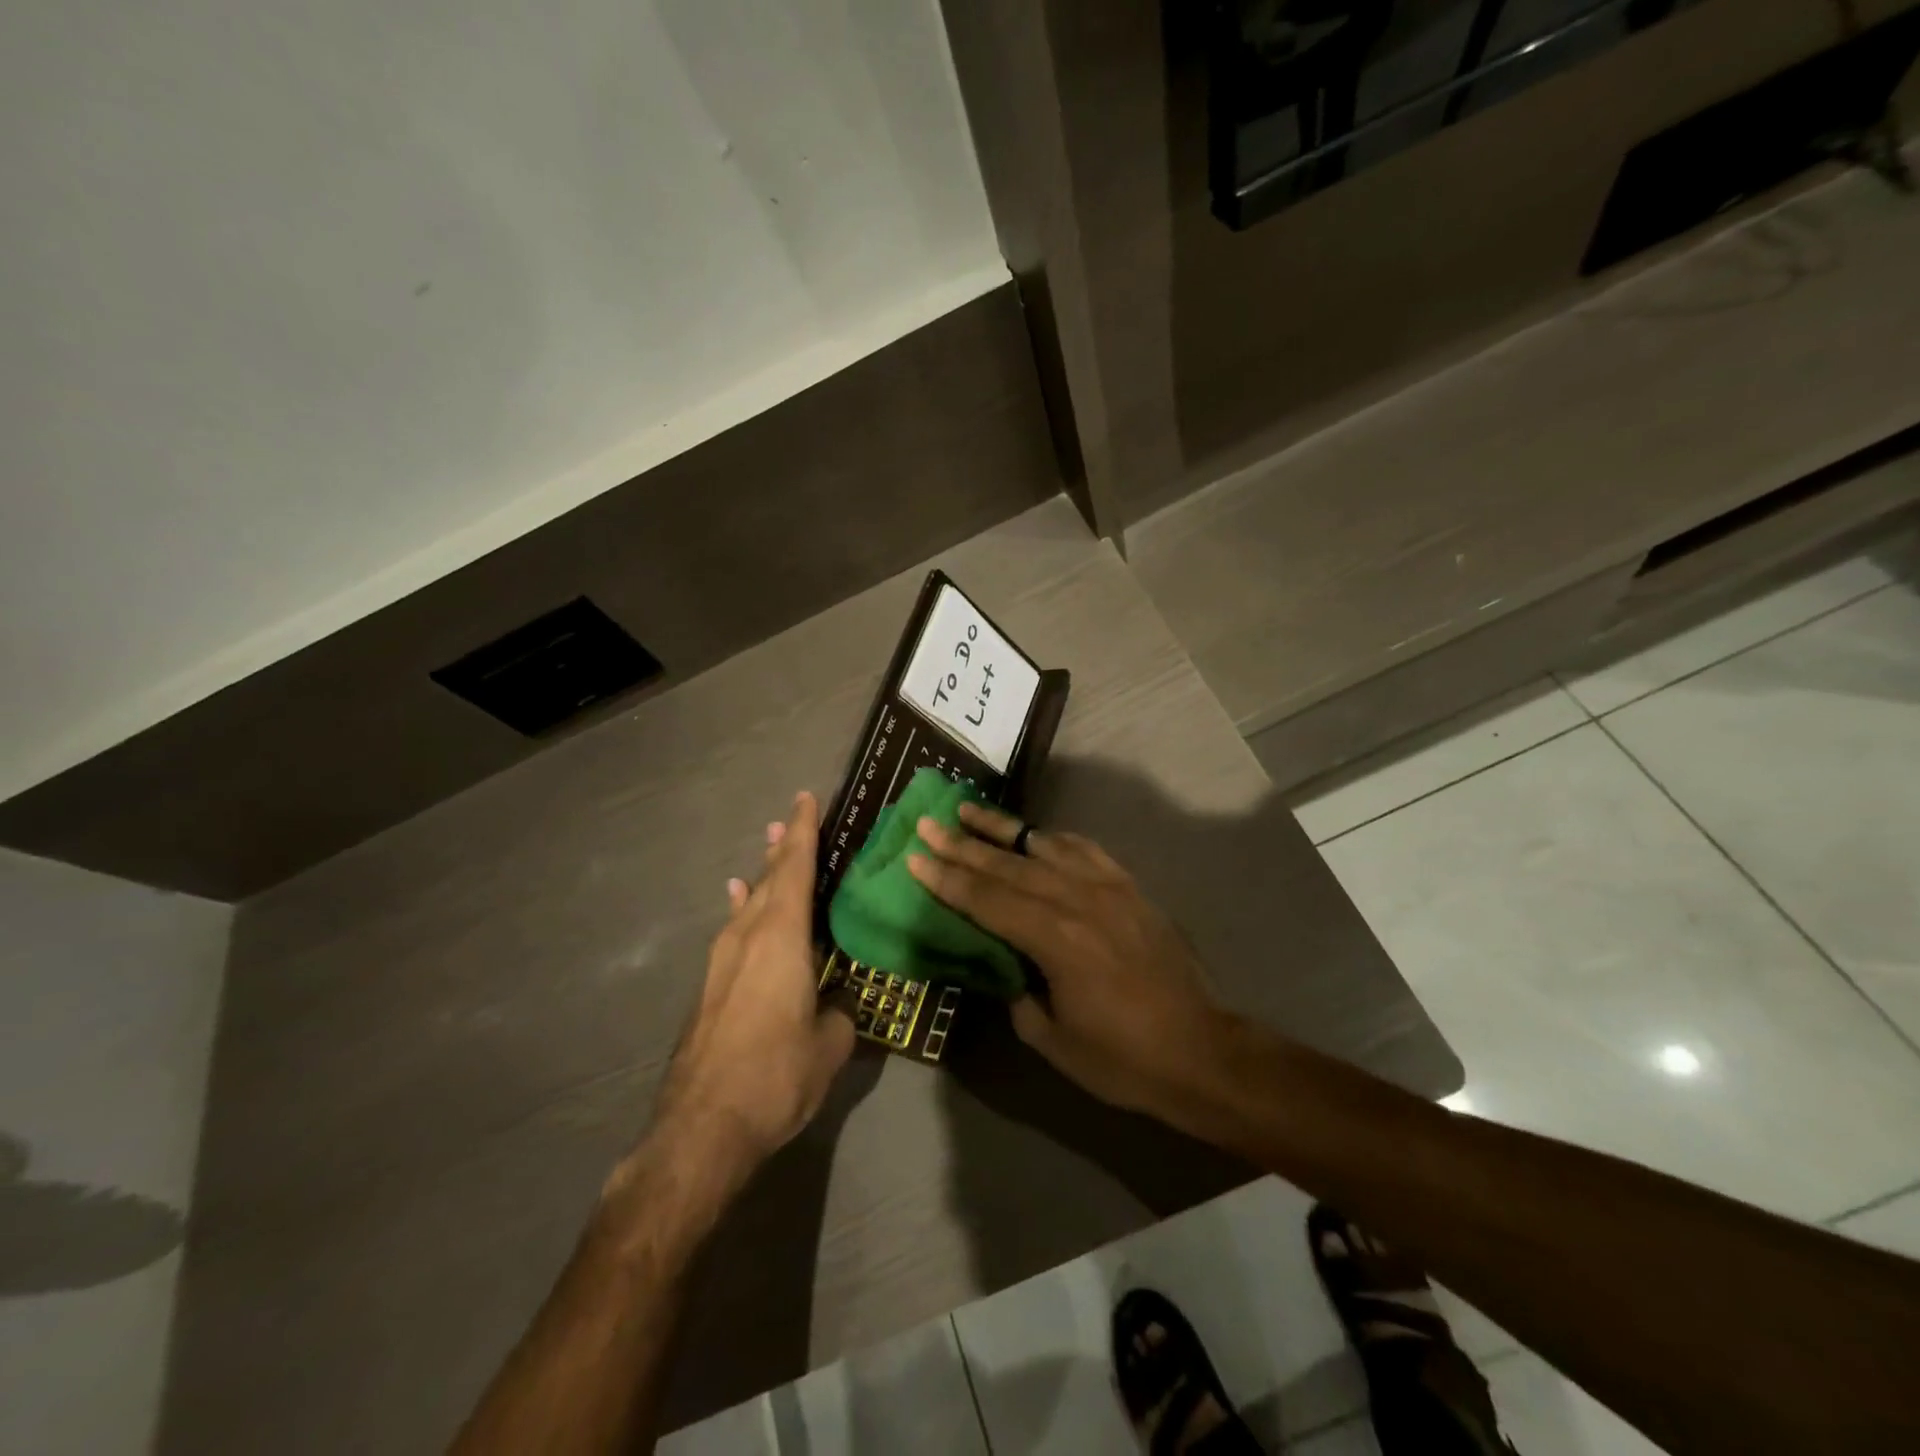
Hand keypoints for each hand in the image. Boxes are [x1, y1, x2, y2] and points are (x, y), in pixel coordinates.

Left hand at [652, 792, 854, 1177]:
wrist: (701, 1128)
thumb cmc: (775, 1075)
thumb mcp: (829, 1046)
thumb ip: (839, 1015)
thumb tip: (838, 1007)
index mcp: (782, 938)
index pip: (795, 869)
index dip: (804, 831)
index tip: (807, 798)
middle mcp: (748, 937)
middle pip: (768, 879)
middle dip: (782, 847)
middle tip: (792, 817)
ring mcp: (723, 961)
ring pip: (748, 903)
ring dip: (763, 875)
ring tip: (771, 848)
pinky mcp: (711, 987)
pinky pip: (733, 930)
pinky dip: (741, 907)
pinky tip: (736, 899)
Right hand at [908, 803, 1228, 1116]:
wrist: (1200, 1050)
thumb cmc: (1121, 1056)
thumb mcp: (1051, 1038)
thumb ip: (1016, 993)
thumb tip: (1001, 963)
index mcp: (1054, 939)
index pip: (987, 899)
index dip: (947, 878)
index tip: (915, 855)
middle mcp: (1077, 901)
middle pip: (1008, 865)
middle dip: (962, 844)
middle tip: (928, 823)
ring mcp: (1108, 888)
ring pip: (1043, 846)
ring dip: (1002, 829)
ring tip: (969, 810)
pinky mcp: (1129, 887)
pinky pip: (1084, 850)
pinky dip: (1053, 838)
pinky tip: (1036, 833)